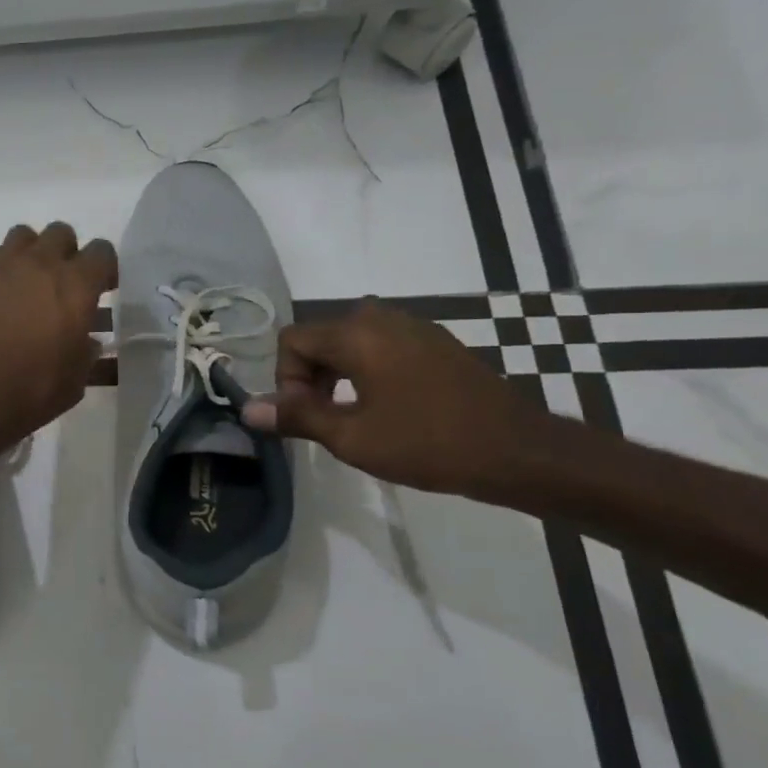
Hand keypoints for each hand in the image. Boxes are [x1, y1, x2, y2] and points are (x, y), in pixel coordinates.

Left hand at [0, 222, 117, 460]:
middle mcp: (41, 262)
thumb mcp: (75, 380)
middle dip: (65, 253)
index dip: (103, 268)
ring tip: (23, 283)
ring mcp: (1, 263)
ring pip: (22, 236)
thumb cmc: (30, 390)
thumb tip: (88, 341)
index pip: (102, 251)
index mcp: (77, 285)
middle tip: (60, 284)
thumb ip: (86, 352)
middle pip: (60, 233)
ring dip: (28, 254)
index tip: (101, 289)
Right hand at [242, 300, 549, 497]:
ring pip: (350, 341)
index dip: (287, 380)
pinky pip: (381, 346)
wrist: (518, 451)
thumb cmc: (427, 443)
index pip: (292, 340)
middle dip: (310, 378)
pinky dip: (367, 371)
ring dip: (337, 375)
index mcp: (356, 333)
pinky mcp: (435, 342)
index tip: (307, 417)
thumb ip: (297, 416)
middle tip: (326, 421)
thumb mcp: (352, 436)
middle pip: (319, 338)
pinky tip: (387, 408)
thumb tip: (248, 408)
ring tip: (353, 417)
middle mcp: (381, 317)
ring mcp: (413, 326)